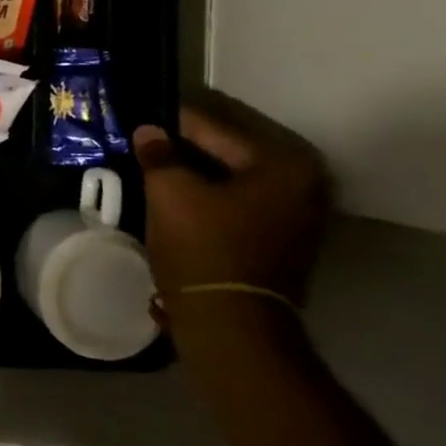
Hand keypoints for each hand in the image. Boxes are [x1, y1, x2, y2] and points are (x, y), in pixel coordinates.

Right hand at [132, 91, 330, 303]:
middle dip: (186, 150)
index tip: (141, 119)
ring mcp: (300, 217)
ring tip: (155, 169)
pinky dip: (212, 198)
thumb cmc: (203, 248)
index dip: (171, 124)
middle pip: (227, 153)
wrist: (231, 326)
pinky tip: (177, 197)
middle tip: (146, 144)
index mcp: (282, 164)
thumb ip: (158, 154)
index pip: (213, 128)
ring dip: (197, 175)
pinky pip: (241, 204)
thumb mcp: (169, 192)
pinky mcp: (285, 242)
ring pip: (233, 180)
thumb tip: (149, 131)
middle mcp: (305, 184)